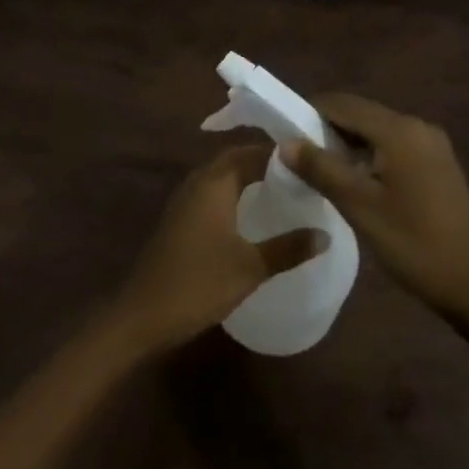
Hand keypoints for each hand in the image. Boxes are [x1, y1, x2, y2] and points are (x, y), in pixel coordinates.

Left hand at [113, 145, 327, 352]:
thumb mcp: (251, 267)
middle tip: (297, 173)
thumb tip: (325, 234)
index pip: (250, 153)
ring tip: (279, 189)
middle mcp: (196, 184)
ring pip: (219, 177)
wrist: (144, 315)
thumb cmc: (200, 283)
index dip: (279, 154)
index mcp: (214, 183)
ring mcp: (183, 202)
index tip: (308, 160)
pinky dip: (232, 194)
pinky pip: (210, 194)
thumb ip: (289, 248)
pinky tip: (249, 215)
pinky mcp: (178, 221)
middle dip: (263, 162)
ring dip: (246, 177)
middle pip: (233, 160)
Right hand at [281, 95, 468, 318]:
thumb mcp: (360, 207)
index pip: (344, 104)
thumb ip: (321, 169)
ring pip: (377, 132)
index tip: (283, 133)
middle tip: (297, 156)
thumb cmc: (414, 244)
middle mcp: (418, 127)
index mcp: (400, 131)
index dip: (310, 112)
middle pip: (361, 114)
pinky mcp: (438, 164)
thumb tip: (285, 143)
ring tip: (319, 171)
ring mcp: (432, 146)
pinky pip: (393, 147)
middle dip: (327, 129)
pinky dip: (368, 156)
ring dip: (347, 144)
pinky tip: (354, 181)